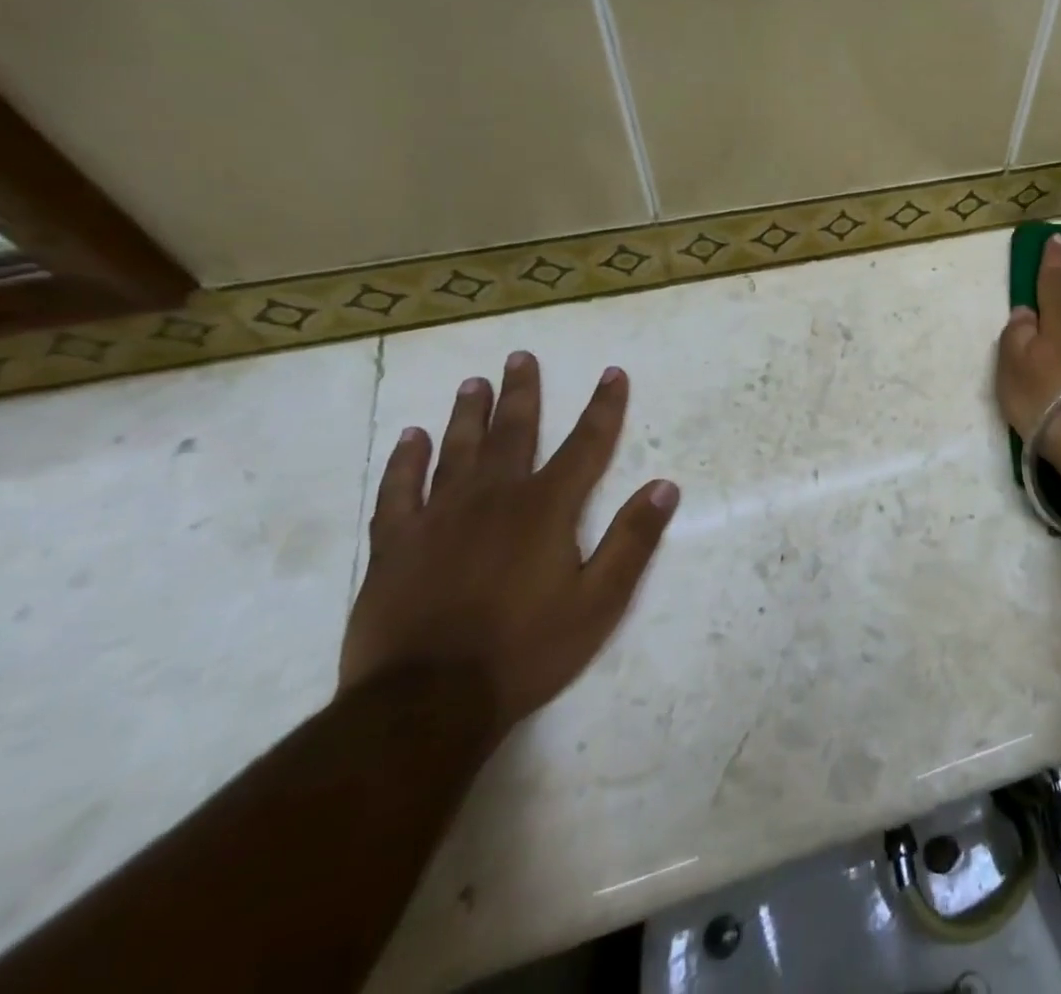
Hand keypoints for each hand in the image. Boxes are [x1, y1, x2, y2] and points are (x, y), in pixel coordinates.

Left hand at [339, 351, 678, 736]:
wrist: (426, 703)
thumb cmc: (526, 650)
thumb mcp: (600, 601)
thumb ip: (632, 540)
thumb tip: (665, 486)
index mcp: (547, 508)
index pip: (586, 445)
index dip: (604, 407)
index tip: (612, 373)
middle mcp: (495, 498)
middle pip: (514, 433)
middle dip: (523, 393)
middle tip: (520, 357)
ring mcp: (439, 518)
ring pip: (457, 451)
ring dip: (469, 415)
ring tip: (473, 383)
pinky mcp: (395, 545)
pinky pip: (398, 491)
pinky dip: (404, 461)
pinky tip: (409, 438)